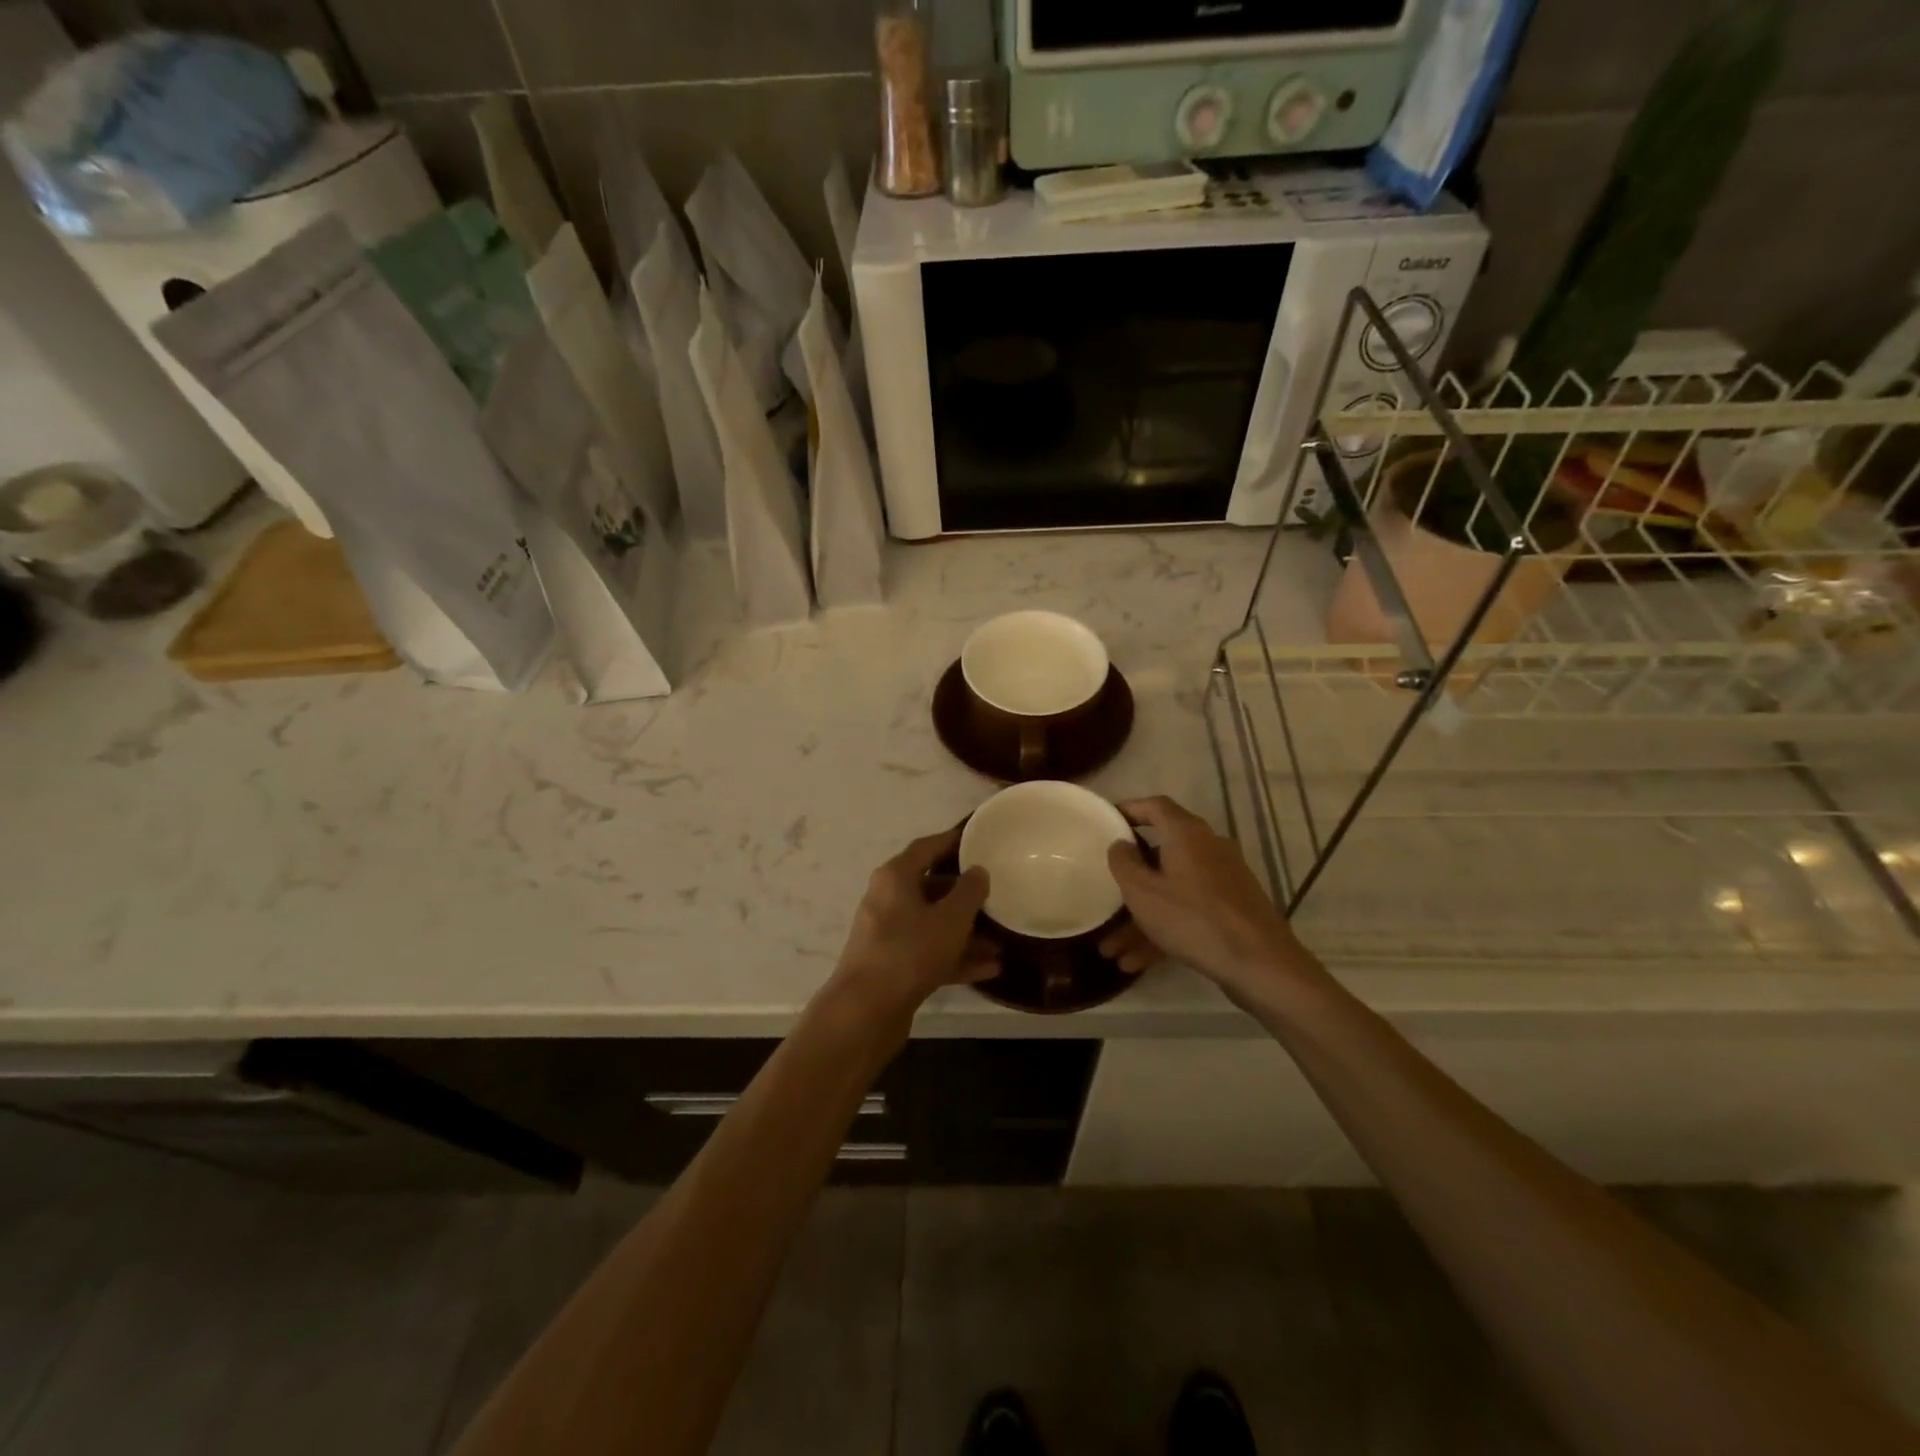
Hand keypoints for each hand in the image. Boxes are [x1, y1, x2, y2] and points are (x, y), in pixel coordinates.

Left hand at [831, 827, 999, 1019]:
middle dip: (965, 894)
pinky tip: (990, 968)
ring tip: (1001, 940)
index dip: (953, 841)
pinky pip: (930, 952)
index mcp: (895, 877)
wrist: (865, 1011)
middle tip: (997, 894)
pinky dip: (956, 957)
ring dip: (966, 932)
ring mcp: (888, 935)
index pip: (927, 847)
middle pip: (931, 887)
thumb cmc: (910, 952)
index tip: (978, 839)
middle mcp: (887, 900)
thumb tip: (978, 871)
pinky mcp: (893, 966)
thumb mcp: (950, 918)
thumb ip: (969, 891)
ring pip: (933, 924)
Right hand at [1106, 796, 1312, 1002]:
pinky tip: (1137, 962)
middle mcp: (1208, 848)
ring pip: (1172, 890)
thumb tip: (1120, 844)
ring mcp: (1222, 879)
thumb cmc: (1193, 918)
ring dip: (1141, 917)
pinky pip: (1188, 910)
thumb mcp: (1143, 892)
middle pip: (1160, 854)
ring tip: (1112, 950)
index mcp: (1187, 833)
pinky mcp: (1231, 908)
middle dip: (1130, 881)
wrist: (1261, 964)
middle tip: (1105, 893)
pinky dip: (1164, 929)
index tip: (1106, 822)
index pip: (1155, 806)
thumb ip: (1124, 863)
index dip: (1129, 810)